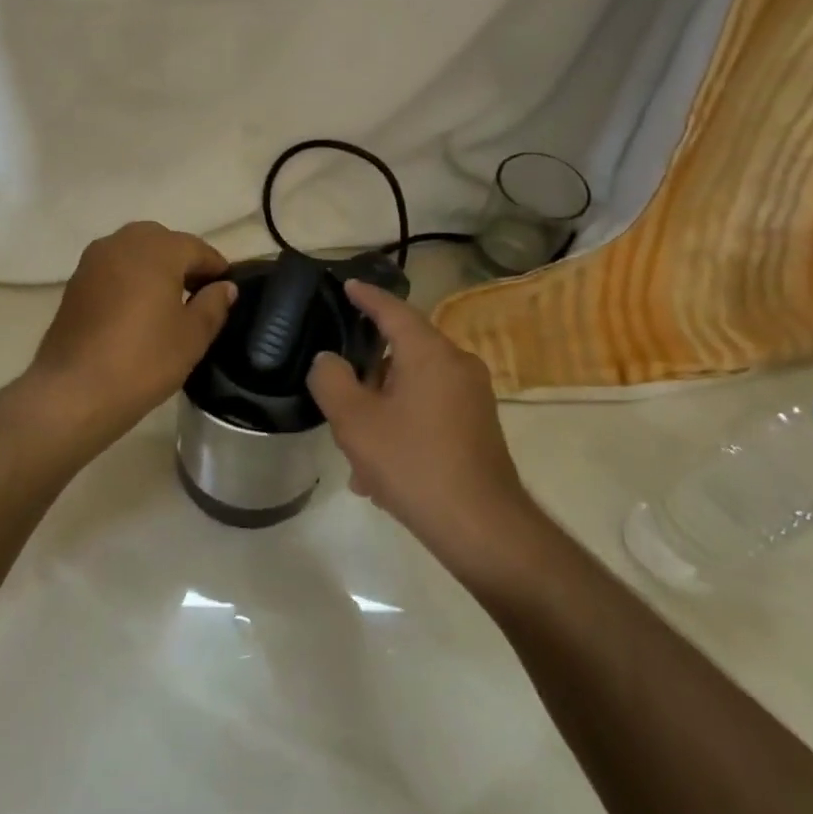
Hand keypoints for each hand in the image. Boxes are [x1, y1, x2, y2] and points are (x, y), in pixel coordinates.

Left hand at [26, 222, 235, 448]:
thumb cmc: (144, 360)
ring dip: (154, 267)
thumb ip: (213, 305)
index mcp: (157, 249)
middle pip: (162, 241)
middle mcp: (122, 242)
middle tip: (198, 293)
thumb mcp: (192, 336)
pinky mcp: (75, 281)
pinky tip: (137, 309)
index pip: (196, 248)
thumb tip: (225, 287)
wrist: (75, 390)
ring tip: (168, 301)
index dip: (216, 267)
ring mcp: (93, 260)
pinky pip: (112, 268)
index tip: (227, 288)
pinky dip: (129, 278)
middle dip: (182, 261)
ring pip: (134, 251)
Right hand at [308, 280, 532, 565]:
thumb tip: (329, 361)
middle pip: (402, 352)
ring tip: (355, 452)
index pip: (394, 310)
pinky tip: (380, 472)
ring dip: (381, 410)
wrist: (483, 528)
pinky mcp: (477, 426)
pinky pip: (429, 411)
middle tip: (338, 395)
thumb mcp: (356, 422)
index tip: (348, 285)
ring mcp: (472, 397)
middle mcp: (457, 365)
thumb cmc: (414, 464)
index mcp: (430, 353)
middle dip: (367, 375)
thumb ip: (332, 380)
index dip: (367, 297)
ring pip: (412, 388)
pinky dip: (402, 426)